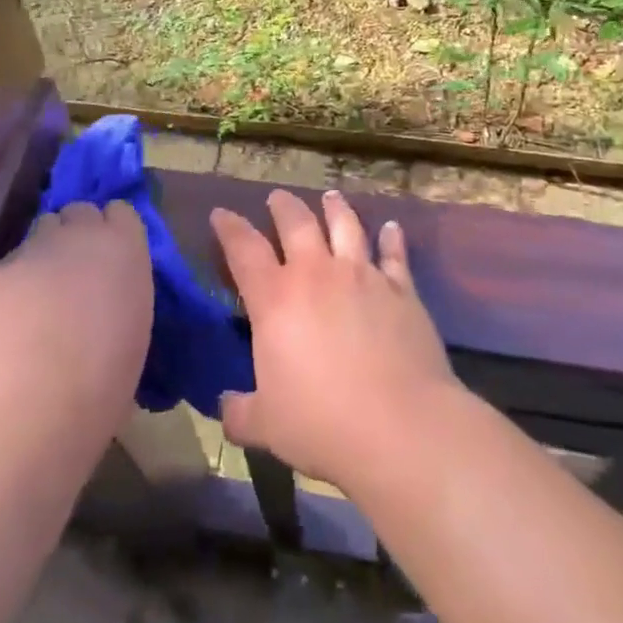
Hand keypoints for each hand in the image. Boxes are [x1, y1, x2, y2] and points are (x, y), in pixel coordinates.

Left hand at [0, 200, 151, 437]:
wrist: (33, 406)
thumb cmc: (103, 382)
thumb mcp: (135, 329)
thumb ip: (123, 293)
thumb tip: (109, 295)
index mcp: (125, 248)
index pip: (122, 212)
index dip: (115, 232)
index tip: (112, 259)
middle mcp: (82, 235)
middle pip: (80, 211)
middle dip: (78, 232)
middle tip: (77, 271)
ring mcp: (36, 248)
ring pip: (43, 229)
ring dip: (47, 249)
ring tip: (43, 290)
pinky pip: (14, 262)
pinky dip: (17, 280)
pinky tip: (14, 316)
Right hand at [211, 189, 456, 489]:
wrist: (400, 426)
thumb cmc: (322, 424)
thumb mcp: (266, 425)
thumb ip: (241, 412)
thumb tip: (226, 408)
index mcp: (275, 298)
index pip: (243, 248)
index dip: (229, 227)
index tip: (221, 213)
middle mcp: (317, 273)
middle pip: (296, 223)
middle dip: (283, 206)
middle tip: (277, 197)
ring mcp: (362, 275)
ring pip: (345, 226)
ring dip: (335, 208)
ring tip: (330, 196)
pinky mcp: (401, 289)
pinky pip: (395, 254)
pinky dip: (392, 238)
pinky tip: (392, 228)